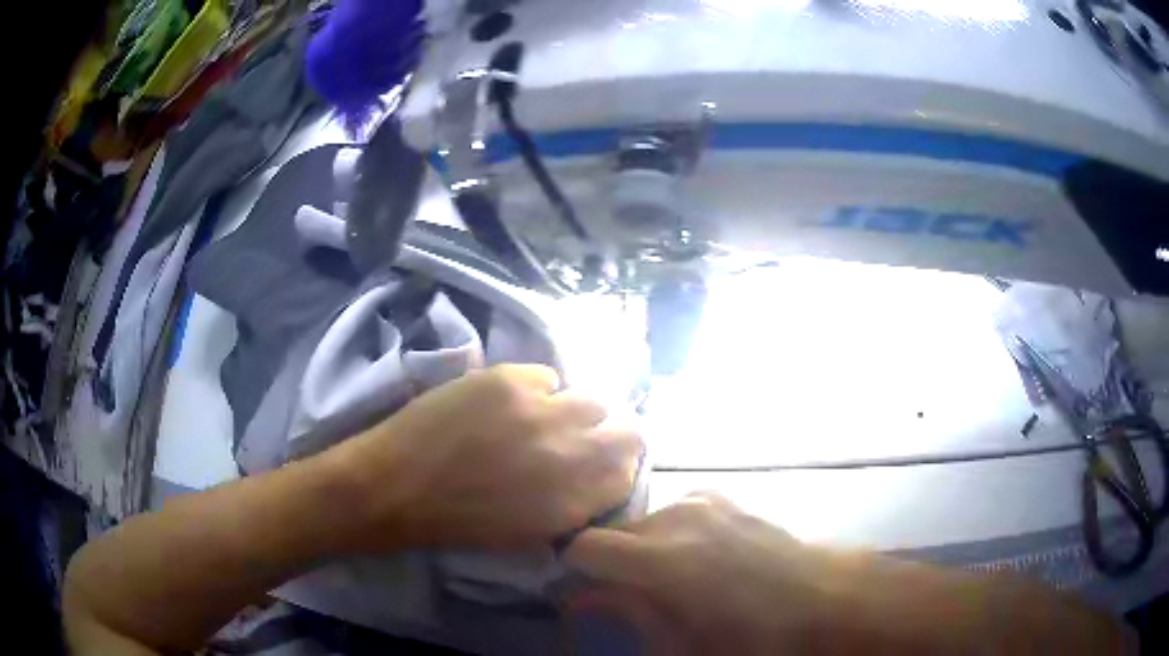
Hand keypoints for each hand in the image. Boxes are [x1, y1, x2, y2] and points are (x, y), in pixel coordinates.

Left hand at [324, 364, 642, 551]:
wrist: (394, 487)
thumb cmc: (458, 522)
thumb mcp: (528, 532)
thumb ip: (573, 506)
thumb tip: (596, 477)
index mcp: (573, 501)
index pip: (630, 470)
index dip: (619, 465)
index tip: (602, 463)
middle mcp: (569, 454)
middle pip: (627, 429)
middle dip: (609, 434)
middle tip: (578, 437)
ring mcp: (539, 411)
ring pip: (590, 397)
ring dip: (573, 410)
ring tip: (542, 416)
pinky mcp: (506, 380)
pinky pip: (546, 376)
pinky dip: (535, 389)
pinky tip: (507, 403)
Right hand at [564, 494, 833, 655]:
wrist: (821, 596)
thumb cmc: (753, 632)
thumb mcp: (686, 643)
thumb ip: (632, 614)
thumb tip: (587, 598)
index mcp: (663, 557)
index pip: (586, 546)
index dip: (575, 569)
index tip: (582, 591)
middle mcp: (677, 517)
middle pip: (616, 531)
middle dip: (612, 562)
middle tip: (628, 594)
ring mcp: (704, 501)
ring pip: (646, 520)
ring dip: (643, 547)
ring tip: (668, 578)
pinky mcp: (725, 498)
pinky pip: (678, 511)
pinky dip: (673, 532)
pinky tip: (697, 556)